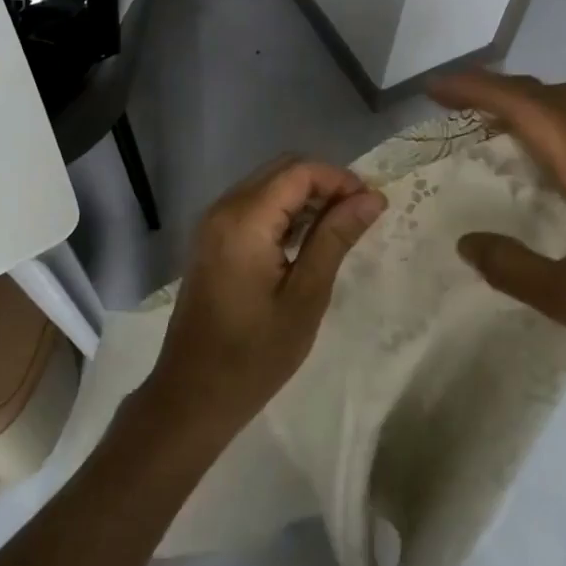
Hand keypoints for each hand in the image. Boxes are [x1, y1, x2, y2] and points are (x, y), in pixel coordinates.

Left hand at [148, 157, 385, 436]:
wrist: (193, 395)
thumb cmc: (255, 354)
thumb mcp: (305, 296)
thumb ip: (335, 238)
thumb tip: (372, 197)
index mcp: (244, 220)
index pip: (300, 171)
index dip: (340, 179)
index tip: (372, 206)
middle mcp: (223, 209)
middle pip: (282, 171)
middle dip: (325, 184)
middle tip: (359, 217)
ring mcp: (212, 224)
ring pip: (267, 186)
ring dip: (305, 197)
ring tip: (339, 230)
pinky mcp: (211, 241)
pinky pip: (252, 206)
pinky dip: (283, 212)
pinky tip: (305, 242)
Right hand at [432, 70, 565, 387]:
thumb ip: (512, 269)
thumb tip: (467, 243)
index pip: (526, 109)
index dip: (476, 90)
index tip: (436, 89)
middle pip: (548, 94)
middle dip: (496, 87)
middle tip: (456, 103)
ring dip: (532, 96)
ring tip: (500, 117)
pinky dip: (561, 110)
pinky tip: (558, 142)